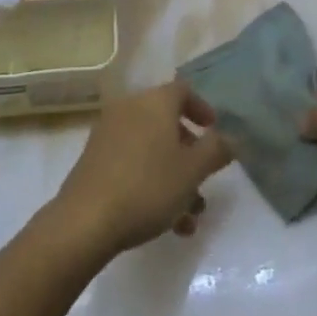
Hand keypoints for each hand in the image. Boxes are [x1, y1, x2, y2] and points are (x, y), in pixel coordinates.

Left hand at [48, 82, 231, 259]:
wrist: (86, 219)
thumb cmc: (148, 187)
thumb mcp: (193, 170)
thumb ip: (217, 150)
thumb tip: (230, 137)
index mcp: (154, 102)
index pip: (184, 91)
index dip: (203, 109)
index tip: (215, 131)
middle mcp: (129, 108)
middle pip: (167, 123)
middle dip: (190, 155)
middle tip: (203, 181)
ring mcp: (108, 133)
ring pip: (152, 149)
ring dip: (174, 178)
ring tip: (188, 219)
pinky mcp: (94, 159)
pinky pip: (132, 163)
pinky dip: (151, 183)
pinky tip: (165, 223)